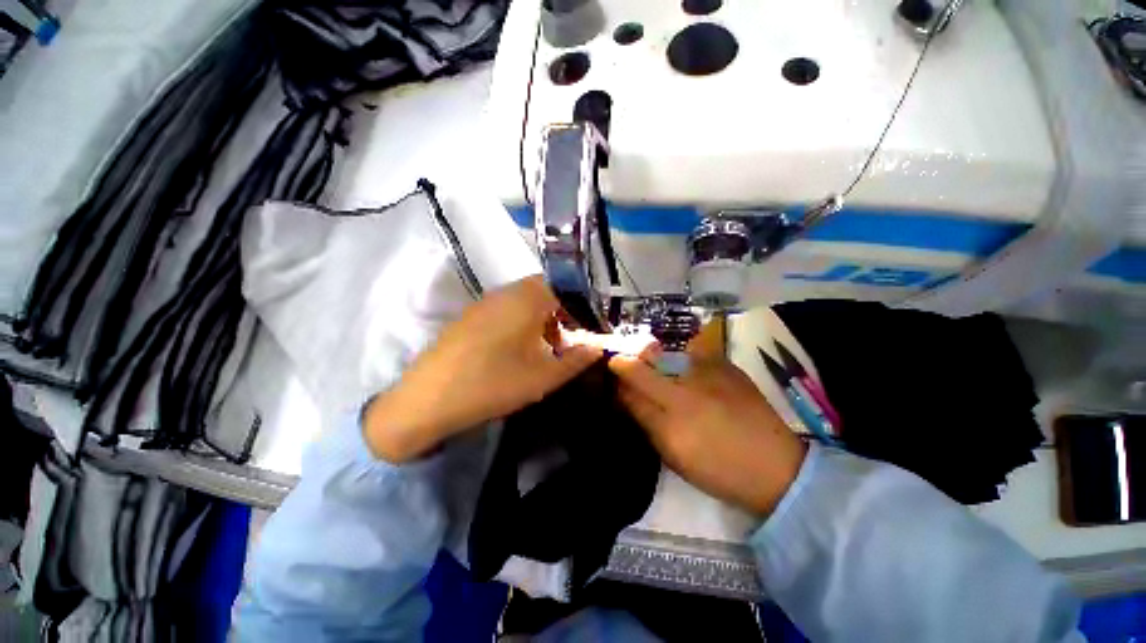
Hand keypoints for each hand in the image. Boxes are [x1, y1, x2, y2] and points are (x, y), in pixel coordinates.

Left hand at [363, 276, 601, 462]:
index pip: (566, 287)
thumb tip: (598, 347)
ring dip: (541, 319)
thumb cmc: (494, 383)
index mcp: (527, 298)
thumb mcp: (544, 376)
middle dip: (562, 314)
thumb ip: (577, 359)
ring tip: (544, 349)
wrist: (429, 399)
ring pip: (525, 301)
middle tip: (566, 342)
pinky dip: (520, 323)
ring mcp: (485, 302)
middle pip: (545, 292)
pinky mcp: (471, 315)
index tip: (585, 331)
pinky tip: (516, 351)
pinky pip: (506, 309)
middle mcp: (506, 291)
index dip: (580, 308)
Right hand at [609, 335, 806, 515]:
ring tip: (663, 374)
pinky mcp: (726, 365)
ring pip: (666, 355)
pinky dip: (684, 362)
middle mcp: (686, 388)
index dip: (617, 373)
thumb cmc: (717, 469)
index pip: (630, 384)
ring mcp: (708, 372)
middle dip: (629, 361)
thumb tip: (624, 394)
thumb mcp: (672, 454)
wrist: (775, 467)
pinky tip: (692, 376)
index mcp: (671, 419)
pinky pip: (693, 354)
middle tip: (627, 365)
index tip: (612, 371)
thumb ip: (644, 420)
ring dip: (657, 361)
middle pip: (644, 363)